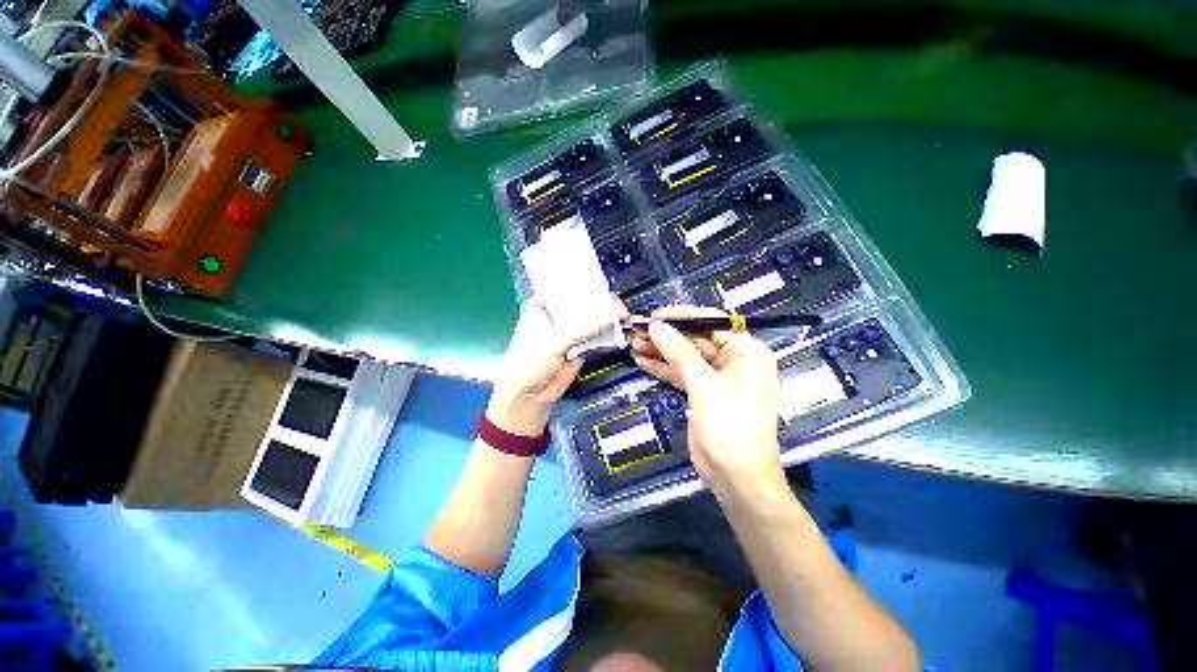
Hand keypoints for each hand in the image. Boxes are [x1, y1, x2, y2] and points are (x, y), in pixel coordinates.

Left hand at [488, 296, 619, 436]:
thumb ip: (582, 329)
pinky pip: (595, 336)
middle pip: (581, 303)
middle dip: (598, 301)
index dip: (582, 282)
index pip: (564, 287)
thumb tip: (611, 317)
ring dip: (605, 317)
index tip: (602, 279)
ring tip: (623, 313)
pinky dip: (606, 333)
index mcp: (542, 306)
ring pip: (590, 319)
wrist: (529, 397)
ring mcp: (569, 331)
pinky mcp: (580, 346)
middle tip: (617, 301)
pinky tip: (619, 327)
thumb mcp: (553, 341)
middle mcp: (557, 315)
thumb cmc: (529, 363)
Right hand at [631, 305, 783, 490]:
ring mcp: (715, 376)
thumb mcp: (705, 385)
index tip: (654, 315)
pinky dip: (662, 367)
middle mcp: (733, 359)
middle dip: (665, 334)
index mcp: (746, 351)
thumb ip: (680, 352)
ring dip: (659, 349)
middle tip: (636, 327)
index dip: (681, 316)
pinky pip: (680, 372)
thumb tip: (656, 325)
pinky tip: (641, 359)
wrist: (736, 476)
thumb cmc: (731, 426)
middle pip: (694, 338)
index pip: (711, 322)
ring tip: (632, 342)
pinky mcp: (701, 391)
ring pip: (684, 356)